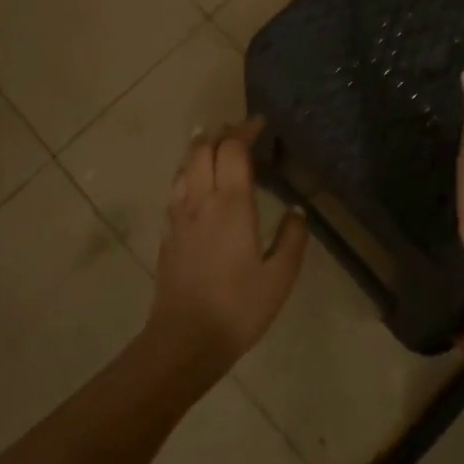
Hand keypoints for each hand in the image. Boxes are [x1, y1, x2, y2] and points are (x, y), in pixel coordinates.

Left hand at [150, 115, 306, 367]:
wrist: (184, 340)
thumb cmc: (238, 308)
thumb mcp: (279, 277)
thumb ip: (292, 239)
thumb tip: (296, 211)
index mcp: (231, 205)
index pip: (232, 150)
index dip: (245, 130)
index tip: (260, 123)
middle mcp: (201, 201)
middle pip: (202, 149)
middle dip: (220, 133)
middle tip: (240, 132)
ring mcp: (179, 217)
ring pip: (184, 166)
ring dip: (200, 149)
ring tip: (215, 146)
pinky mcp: (167, 234)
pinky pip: (175, 189)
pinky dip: (187, 173)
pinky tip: (195, 184)